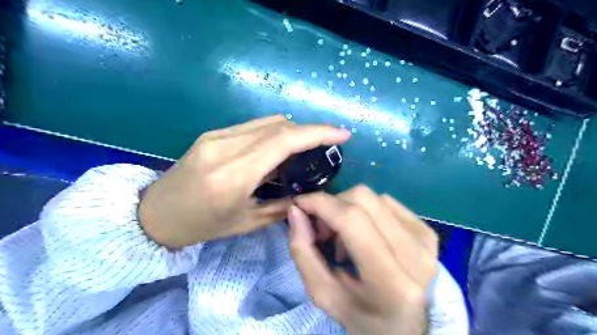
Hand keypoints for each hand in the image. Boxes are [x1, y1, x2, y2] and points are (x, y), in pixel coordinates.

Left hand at [139, 115, 350, 247]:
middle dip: (309, 132)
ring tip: (303, 150)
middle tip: (325, 146)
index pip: (283, 141)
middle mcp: (225, 147)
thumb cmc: (202, 225)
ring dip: (292, 131)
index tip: (342, 134)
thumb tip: (307, 193)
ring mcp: (216, 136)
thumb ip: (281, 206)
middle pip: (279, 126)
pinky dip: (274, 133)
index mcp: (233, 175)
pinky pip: (253, 126)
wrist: (155, 213)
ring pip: (267, 122)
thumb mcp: (246, 223)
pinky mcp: (213, 134)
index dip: (317, 133)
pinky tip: (277, 150)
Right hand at [289, 186, 436, 334]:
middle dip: (332, 206)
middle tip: (323, 230)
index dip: (321, 203)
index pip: (352, 220)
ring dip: (349, 209)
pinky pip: (387, 202)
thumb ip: (304, 252)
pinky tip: (365, 234)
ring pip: (374, 197)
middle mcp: (415, 254)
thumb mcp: (324, 294)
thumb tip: (296, 210)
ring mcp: (426, 240)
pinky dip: (367, 212)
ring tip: (345, 237)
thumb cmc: (362, 317)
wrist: (406, 327)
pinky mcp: (428, 232)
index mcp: (391, 281)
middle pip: (363, 199)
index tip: (300, 204)